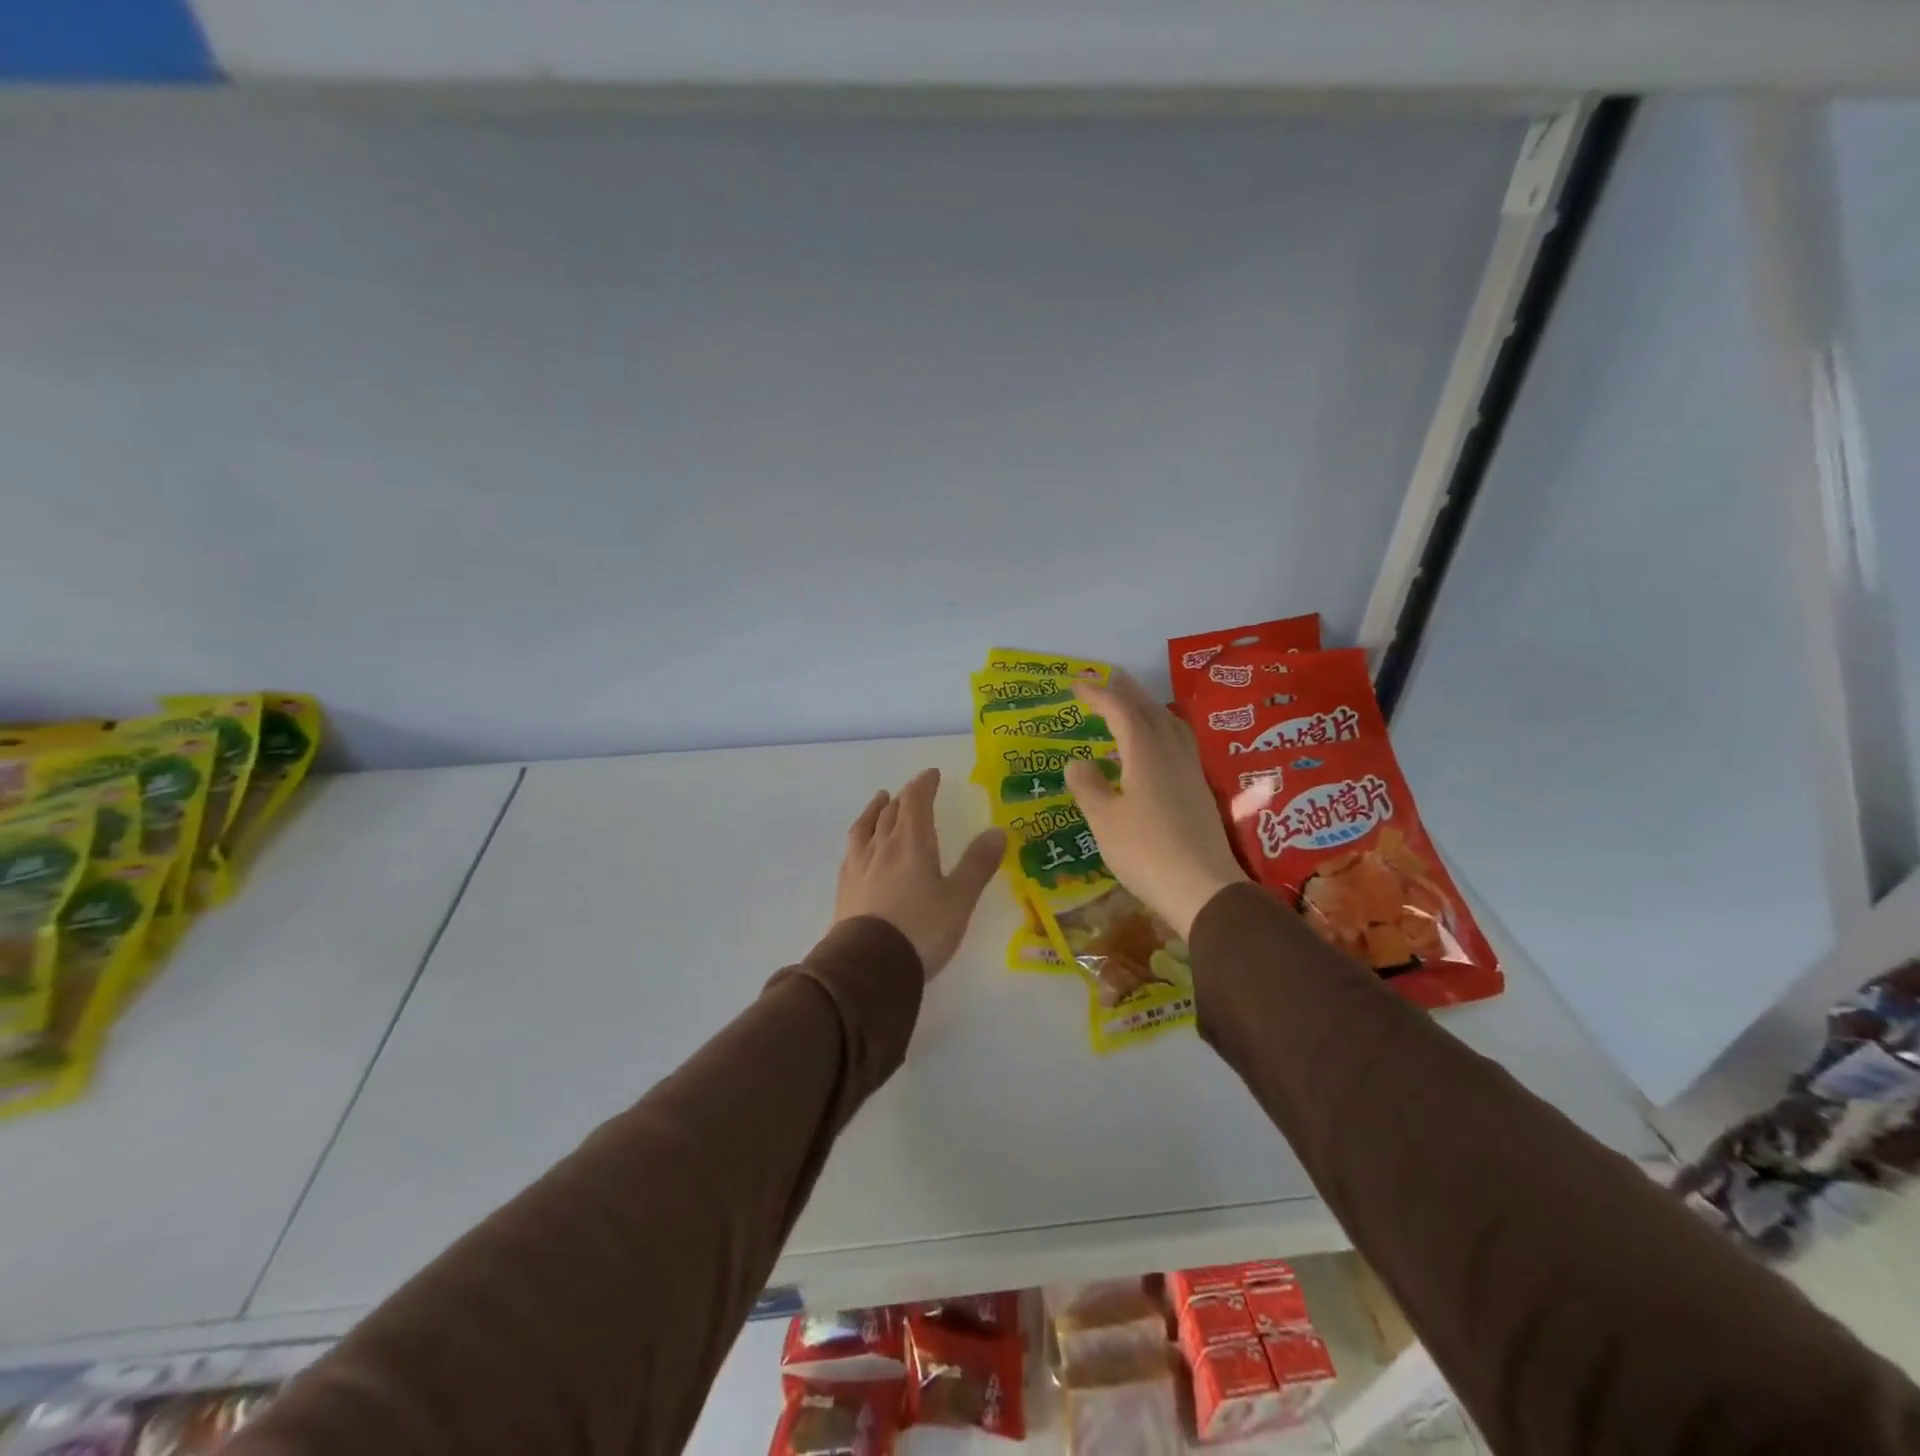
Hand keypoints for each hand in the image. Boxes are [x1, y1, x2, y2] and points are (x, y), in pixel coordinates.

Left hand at [834, 768, 1005, 977]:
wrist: (868, 965)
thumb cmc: (921, 929)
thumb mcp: (959, 899)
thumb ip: (978, 864)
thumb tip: (998, 831)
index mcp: (912, 843)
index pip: (916, 801)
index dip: (924, 784)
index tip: (932, 775)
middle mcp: (882, 846)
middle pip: (891, 812)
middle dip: (904, 798)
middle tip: (912, 792)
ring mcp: (859, 866)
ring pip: (866, 826)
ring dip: (875, 810)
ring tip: (880, 801)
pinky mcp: (845, 887)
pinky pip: (852, 849)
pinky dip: (860, 837)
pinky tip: (859, 846)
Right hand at [1062, 673, 1248, 939]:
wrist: (1203, 889)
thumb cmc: (1146, 852)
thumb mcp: (1105, 821)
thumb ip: (1088, 787)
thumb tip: (1077, 761)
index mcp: (1146, 754)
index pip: (1121, 712)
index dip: (1099, 695)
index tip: (1077, 684)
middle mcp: (1172, 755)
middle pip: (1151, 712)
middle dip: (1129, 692)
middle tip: (1111, 677)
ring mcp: (1190, 773)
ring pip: (1171, 726)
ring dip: (1150, 708)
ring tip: (1135, 704)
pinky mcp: (1199, 792)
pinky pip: (1179, 744)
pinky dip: (1162, 731)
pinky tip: (1155, 748)